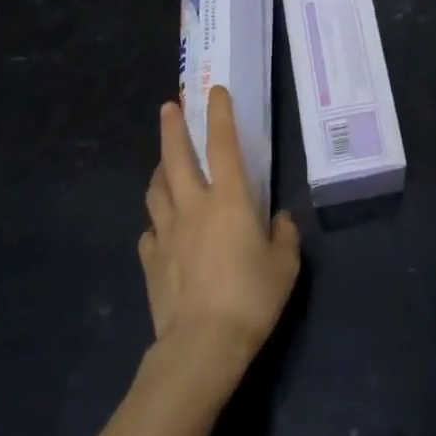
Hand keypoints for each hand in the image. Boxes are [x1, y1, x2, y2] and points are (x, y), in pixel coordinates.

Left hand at [141, 86, 300, 385]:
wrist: (201, 345)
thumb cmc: (251, 297)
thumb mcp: (285, 265)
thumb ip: (284, 236)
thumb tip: (280, 219)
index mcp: (229, 199)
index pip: (224, 144)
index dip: (220, 114)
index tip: (215, 90)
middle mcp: (194, 205)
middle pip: (176, 157)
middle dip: (172, 128)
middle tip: (169, 106)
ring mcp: (167, 232)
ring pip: (156, 189)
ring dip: (160, 169)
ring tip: (163, 162)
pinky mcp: (151, 260)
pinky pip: (150, 230)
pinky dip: (157, 220)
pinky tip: (161, 227)